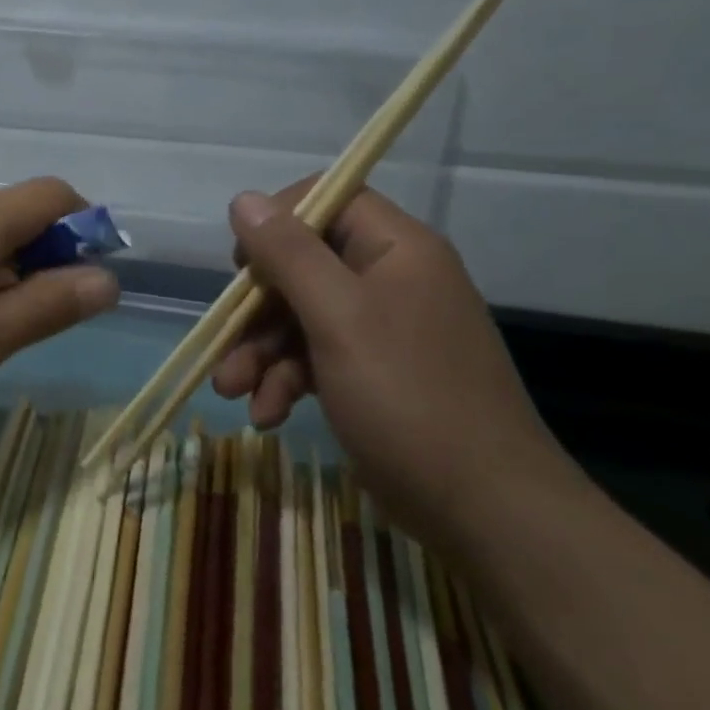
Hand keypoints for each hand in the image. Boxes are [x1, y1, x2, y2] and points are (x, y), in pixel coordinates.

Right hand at [213, 179, 570, 544]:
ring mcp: (382, 331)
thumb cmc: (408, 398)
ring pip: (301, 318)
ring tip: (232, 392)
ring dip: (261, 353)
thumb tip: (244, 199)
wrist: (484, 510)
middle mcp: (390, 280)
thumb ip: (288, 254)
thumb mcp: (338, 318)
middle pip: (303, 266)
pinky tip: (266, 415)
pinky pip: (316, 358)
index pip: (329, 200)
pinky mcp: (373, 375)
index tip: (244, 263)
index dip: (278, 223)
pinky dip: (285, 382)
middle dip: (256, 310)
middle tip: (224, 344)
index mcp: (396, 250)